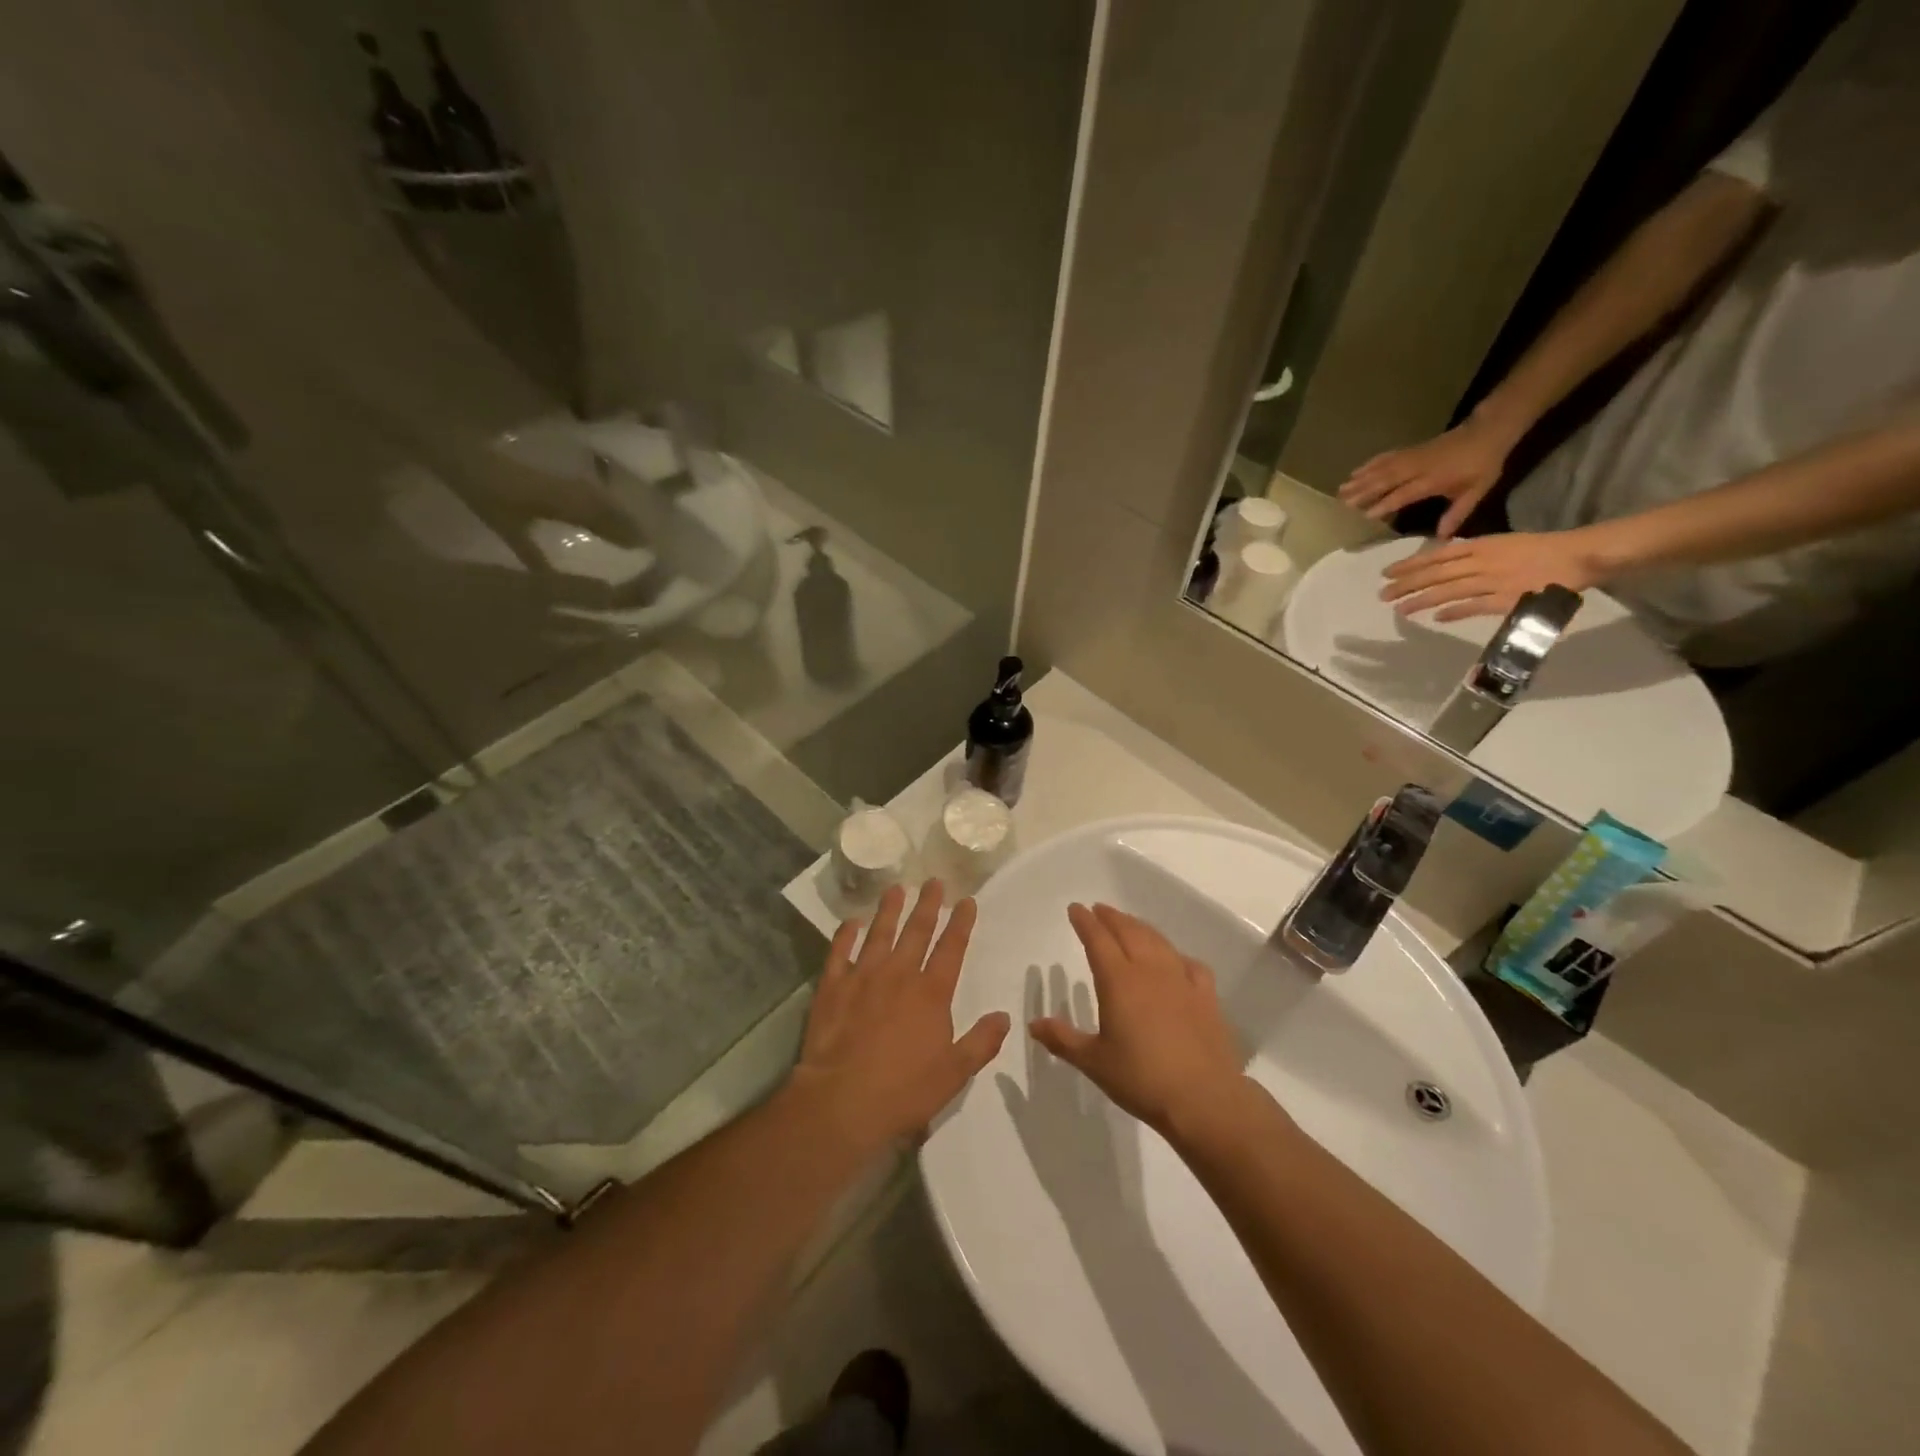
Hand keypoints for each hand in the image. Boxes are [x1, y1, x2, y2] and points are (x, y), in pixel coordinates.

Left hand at [789, 881, 1010, 1151]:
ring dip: (889, 909)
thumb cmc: (903, 1090)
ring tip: (897, 888)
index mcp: (931, 993)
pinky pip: (840, 952)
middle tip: (934, 881)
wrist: (842, 1101)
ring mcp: (863, 976)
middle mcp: (899, 974)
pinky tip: (851, 922)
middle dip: (928, 904)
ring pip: (880, 933)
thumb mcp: (954, 1073)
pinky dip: (846, 934)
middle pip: (917, 931)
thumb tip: (1004, 1016)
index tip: (967, 901)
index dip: (961, 923)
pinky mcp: (832, 986)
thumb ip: (980, 1042)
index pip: (952, 948)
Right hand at [1030, 903, 1246, 1136]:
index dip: (1085, 922)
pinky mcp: (1206, 997)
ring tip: (1130, 924)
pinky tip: (1176, 961)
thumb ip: (1063, 1039)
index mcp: (1118, 981)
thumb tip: (1033, 1024)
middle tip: (1099, 909)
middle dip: (1111, 917)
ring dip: (1140, 927)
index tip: (1075, 908)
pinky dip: (1177, 956)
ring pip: (1158, 942)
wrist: (1204, 1099)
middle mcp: (1149, 971)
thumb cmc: (1141, 1079)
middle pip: (1128, 932)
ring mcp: (1181, 981)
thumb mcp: (1094, 1062)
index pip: (1098, 940)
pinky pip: (1190, 964)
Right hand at [1338, 415, 1517, 535]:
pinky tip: (1356, 471)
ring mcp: (1412, 457)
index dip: (1385, 504)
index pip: (1405, 493)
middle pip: (1386, 479)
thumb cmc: (1482, 465)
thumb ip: (1457, 514)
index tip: (1366, 515)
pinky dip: (1369, 464)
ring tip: (1341, 490)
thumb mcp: (1476, 492)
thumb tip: (1442, 538)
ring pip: (1382, 468)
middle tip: (1343, 503)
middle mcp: (1418, 467)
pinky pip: (1386, 457)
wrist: (1488, 431)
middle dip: (1363, 491)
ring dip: (1360, 479)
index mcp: (1434, 479)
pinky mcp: (1410, 450)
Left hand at [1380, 529, 1605, 621]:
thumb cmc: (1540, 549)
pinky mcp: (1507, 599)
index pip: (1436, 556)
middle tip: (1382, 594)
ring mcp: (1494, 581)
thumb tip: (1443, 561)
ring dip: (1422, 600)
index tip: (1386, 573)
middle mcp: (1482, 562)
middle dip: (1406, 584)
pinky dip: (1455, 611)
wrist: (1580, 554)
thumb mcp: (1501, 544)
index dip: (1410, 565)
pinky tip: (1436, 618)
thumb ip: (1472, 553)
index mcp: (1481, 546)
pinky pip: (1475, 606)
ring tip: (1400, 609)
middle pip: (1436, 574)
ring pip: (1449, 590)